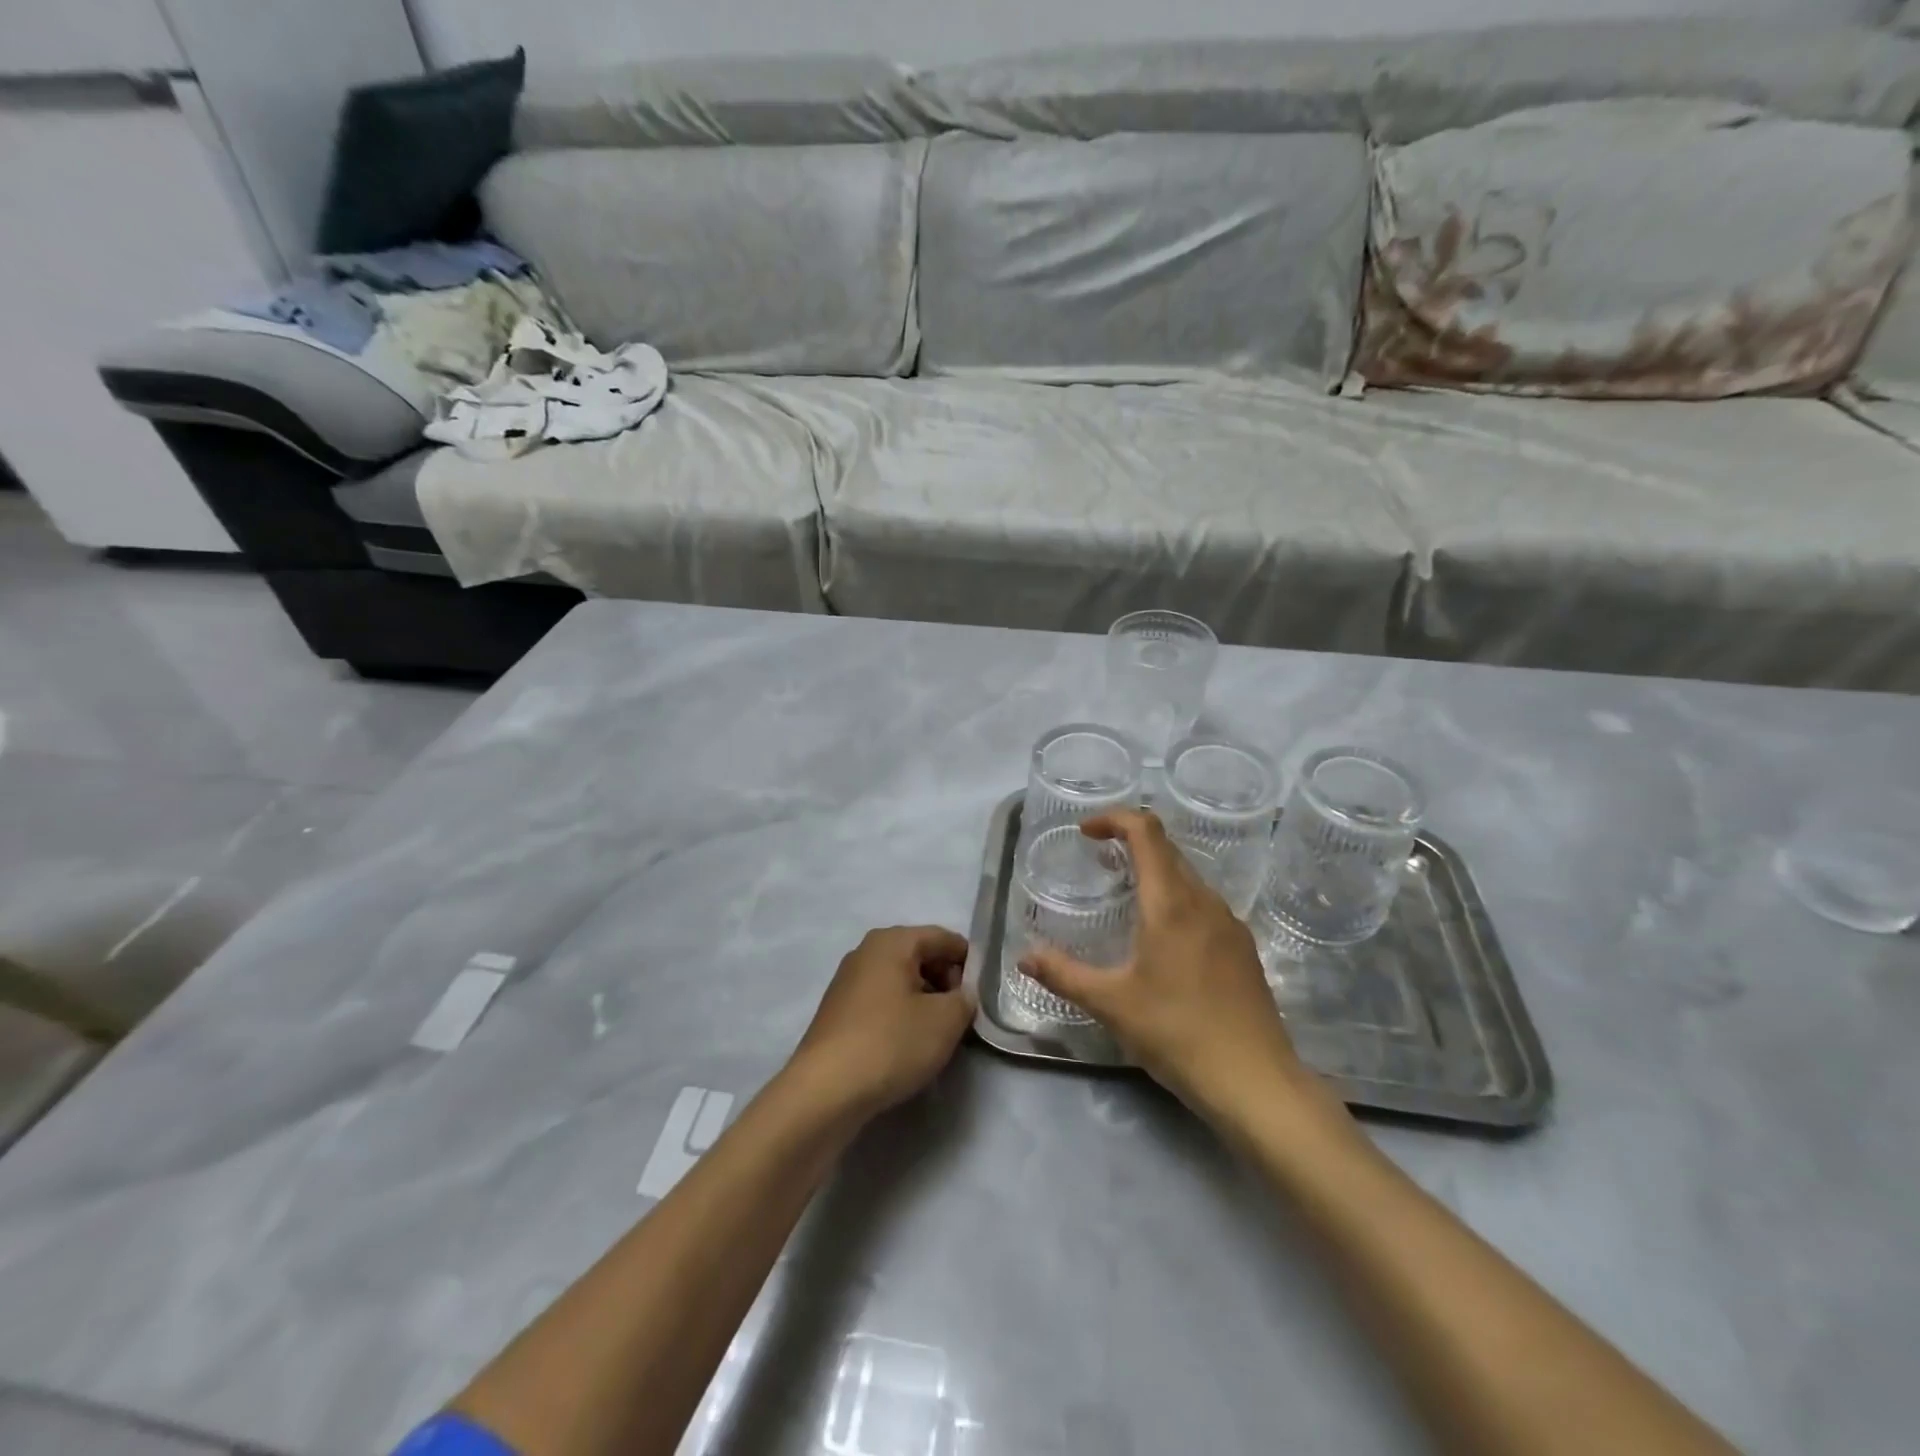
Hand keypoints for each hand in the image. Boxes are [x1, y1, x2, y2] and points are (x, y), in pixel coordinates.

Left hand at [789, 925, 974, 1118]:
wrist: (825, 1091)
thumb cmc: (891, 1043)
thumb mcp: (946, 1020)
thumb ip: (966, 999)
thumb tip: (963, 995)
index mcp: (892, 940)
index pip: (944, 938)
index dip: (970, 962)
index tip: (985, 993)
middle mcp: (867, 951)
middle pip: (921, 956)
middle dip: (947, 982)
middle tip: (963, 1016)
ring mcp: (848, 981)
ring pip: (901, 981)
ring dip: (925, 1001)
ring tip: (939, 1035)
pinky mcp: (839, 1012)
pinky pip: (882, 1002)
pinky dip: (901, 1015)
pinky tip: (908, 1046)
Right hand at [1020, 811, 1309, 1120]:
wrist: (1256, 1082)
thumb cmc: (1177, 1033)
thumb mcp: (1111, 1004)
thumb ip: (1064, 974)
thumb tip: (1025, 957)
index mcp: (1172, 903)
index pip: (1146, 831)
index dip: (1114, 818)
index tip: (1085, 833)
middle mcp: (1205, 902)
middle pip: (1167, 850)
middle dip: (1130, 844)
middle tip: (1098, 863)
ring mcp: (1230, 924)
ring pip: (1188, 878)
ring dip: (1154, 873)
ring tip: (1125, 899)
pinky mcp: (1243, 949)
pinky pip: (1203, 905)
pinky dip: (1175, 900)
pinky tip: (1162, 940)